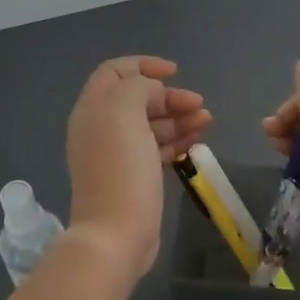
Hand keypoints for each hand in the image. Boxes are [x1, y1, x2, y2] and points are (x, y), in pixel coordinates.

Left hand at [66, 55, 210, 279]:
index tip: (175, 72)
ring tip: (206, 122)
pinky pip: (156, 148)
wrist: (115, 235)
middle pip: (137, 98)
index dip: (144, 65)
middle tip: (199, 105)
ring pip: (150, 123)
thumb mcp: (125, 113)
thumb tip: (151, 91)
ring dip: (178, 117)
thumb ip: (137, 87)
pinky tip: (196, 144)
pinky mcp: (132, 176)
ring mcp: (116, 154)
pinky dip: (176, 141)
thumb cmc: (120, 169)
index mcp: (93, 109)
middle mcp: (101, 127)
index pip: (115, 71)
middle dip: (169, 96)